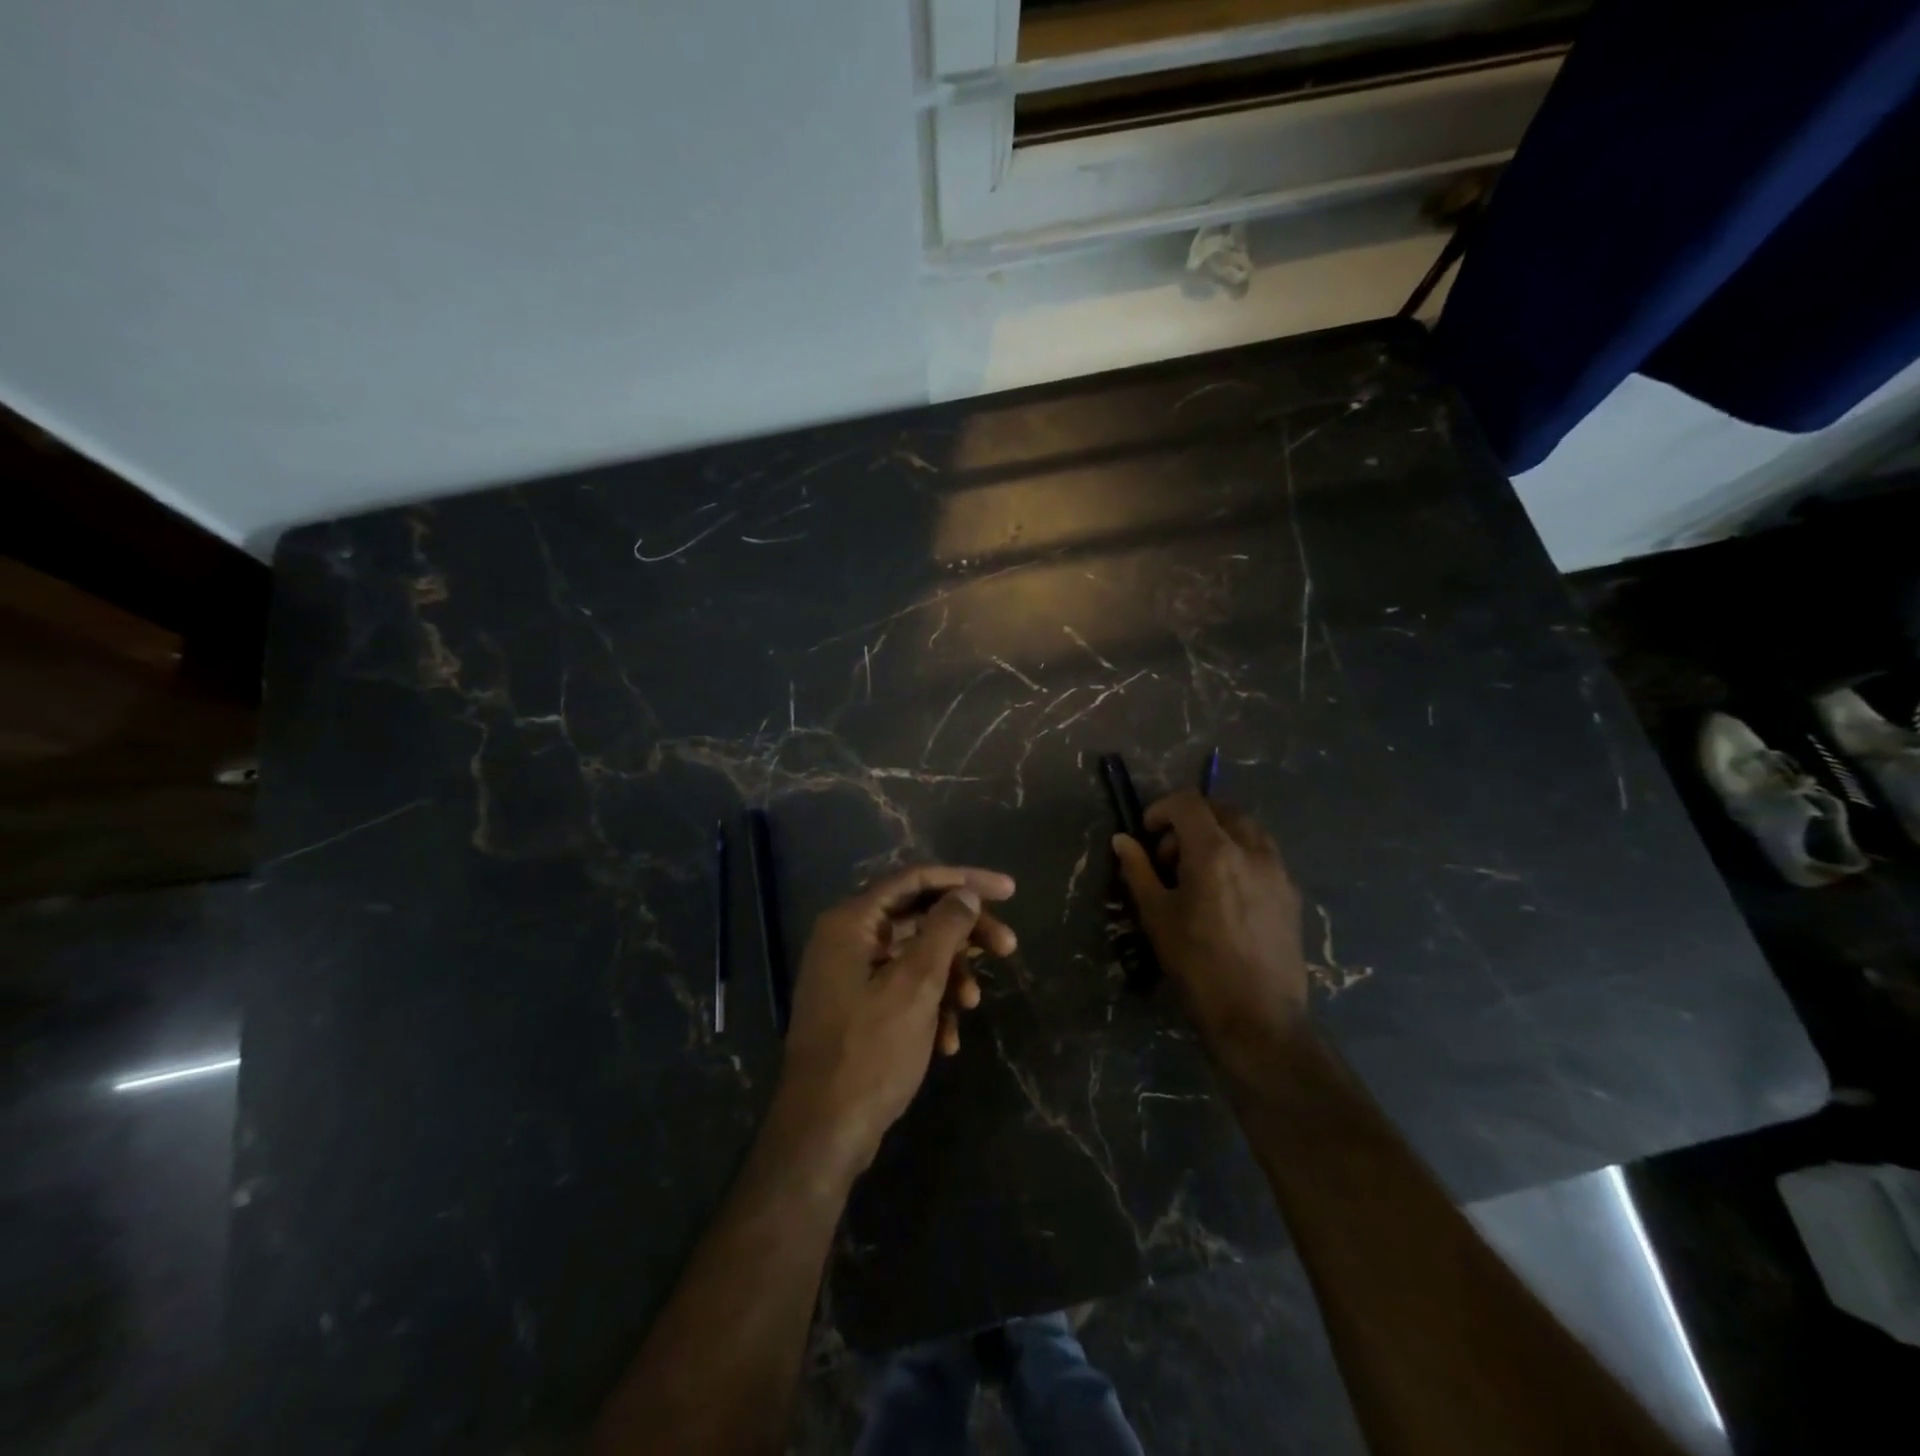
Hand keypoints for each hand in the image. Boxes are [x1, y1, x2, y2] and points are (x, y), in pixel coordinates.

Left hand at [773, 865, 1016, 1177]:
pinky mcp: (857, 1006)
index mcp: (852, 922)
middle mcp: (847, 939)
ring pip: (914, 955)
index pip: (915, 880)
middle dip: (964, 934)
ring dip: (950, 974)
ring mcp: (850, 974)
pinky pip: (903, 987)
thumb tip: (965, 894)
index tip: (1009, 891)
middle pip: (918, 916)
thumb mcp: (916, 986)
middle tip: (1009, 948)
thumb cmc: (870, 1052)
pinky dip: (930, 1003)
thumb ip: (943, 930)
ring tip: (972, 1005)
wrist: (823, 1133)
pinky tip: (948, 1038)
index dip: (965, 880)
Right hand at [1112, 792, 1306, 1069]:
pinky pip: (1263, 854)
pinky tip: (1225, 893)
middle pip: (1219, 810)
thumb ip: (1138, 870)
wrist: (1259, 1018)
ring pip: (1245, 829)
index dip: (1161, 810)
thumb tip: (1123, 840)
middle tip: (1169, 858)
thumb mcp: (1157, 916)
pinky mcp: (1291, 892)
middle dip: (1189, 822)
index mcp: (1215, 852)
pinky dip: (1239, 855)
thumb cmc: (1198, 965)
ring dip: (1217, 835)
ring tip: (1199, 874)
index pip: (1188, 803)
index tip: (1147, 836)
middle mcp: (1252, 850)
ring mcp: (1278, 870)